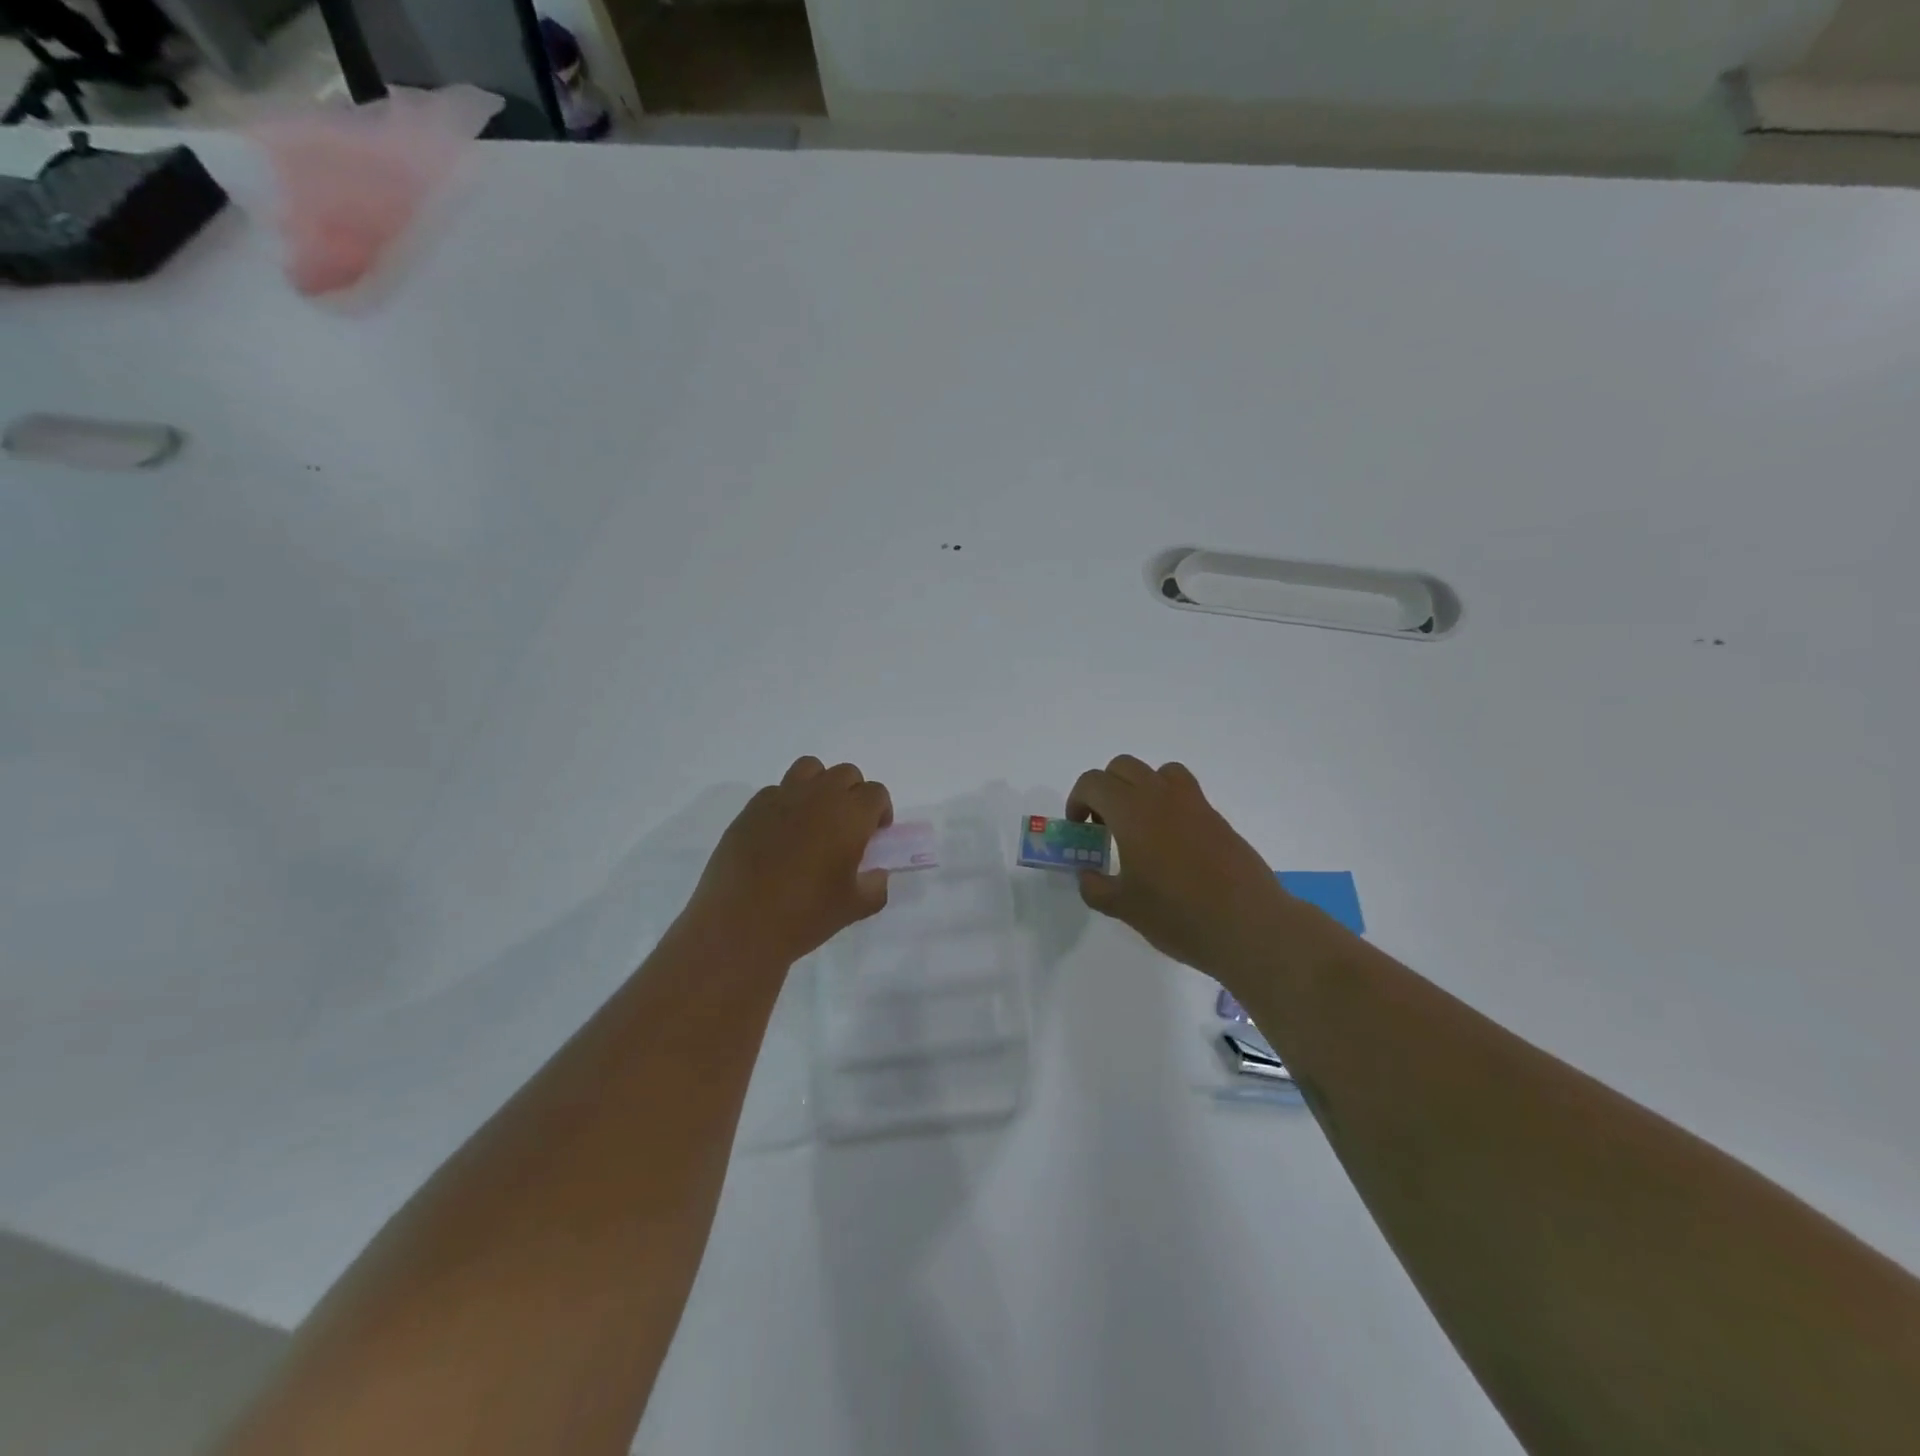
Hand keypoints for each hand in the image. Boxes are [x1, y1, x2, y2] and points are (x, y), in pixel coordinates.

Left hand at [682, 757, 893, 967]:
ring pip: (810, 769)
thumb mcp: (854, 908)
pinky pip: (777, 790)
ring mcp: (781, 798)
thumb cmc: (804, 916)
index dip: (880, 812)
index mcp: (849, 815)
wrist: (738, 926)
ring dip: (820, 786)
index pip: (876, 793)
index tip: (874, 836)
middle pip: (846, 774)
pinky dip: (787, 802)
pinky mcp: (751, 809)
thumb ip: (875, 885)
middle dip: (853, 794)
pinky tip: (781, 834)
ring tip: (815, 818)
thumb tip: (875, 874)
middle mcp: (818, 796)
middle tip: (847, 828)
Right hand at [1068, 756, 1287, 974]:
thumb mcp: (1124, 907)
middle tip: (1104, 825)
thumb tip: (1088, 875)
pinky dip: (1167, 802)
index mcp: (1132, 812)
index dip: (1078, 800)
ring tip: (1139, 825)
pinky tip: (1170, 843)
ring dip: (1139, 787)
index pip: (1093, 782)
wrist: (1248, 925)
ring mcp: (1194, 804)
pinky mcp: (1217, 818)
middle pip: (1123, 767)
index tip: (1080, 828)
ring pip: (1158, 772)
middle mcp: (1161, 796)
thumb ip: (1096, 887)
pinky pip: (1184, 792)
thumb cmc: (1178, 915)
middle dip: (1105, 789)